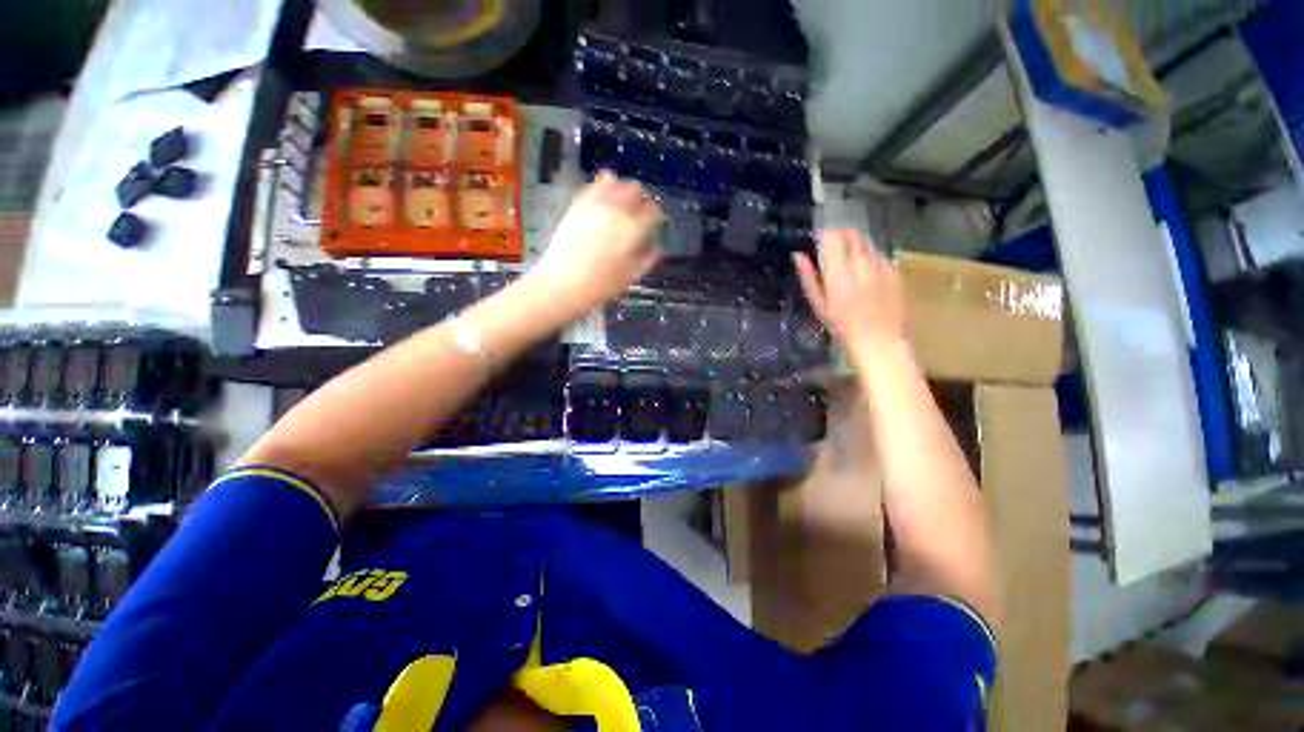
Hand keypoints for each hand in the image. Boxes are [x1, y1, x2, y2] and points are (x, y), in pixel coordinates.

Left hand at [528, 172, 662, 314]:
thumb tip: (656, 248)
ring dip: (621, 190)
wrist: (562, 283)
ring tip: (620, 205)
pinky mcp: (577, 204)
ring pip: (614, 181)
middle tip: (638, 215)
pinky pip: (593, 186)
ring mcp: (594, 203)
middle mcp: (615, 209)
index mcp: (633, 228)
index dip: (657, 216)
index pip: (653, 211)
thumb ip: (647, 259)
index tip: (655, 223)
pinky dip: (602, 190)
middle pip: (635, 189)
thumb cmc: (600, 285)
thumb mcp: (631, 277)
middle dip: (639, 200)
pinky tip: (602, 204)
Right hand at [794, 230, 905, 353]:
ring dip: (853, 244)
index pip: (832, 238)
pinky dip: (868, 256)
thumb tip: (798, 255)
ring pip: (865, 242)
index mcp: (839, 274)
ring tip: (846, 261)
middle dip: (838, 236)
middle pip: (850, 234)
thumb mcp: (818, 305)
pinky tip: (864, 273)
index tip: (816, 240)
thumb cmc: (842, 326)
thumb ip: (808, 277)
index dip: (823, 234)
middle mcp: (862, 265)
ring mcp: (881, 266)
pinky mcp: (894, 270)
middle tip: (829, 248)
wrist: (879, 340)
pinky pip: (878, 253)